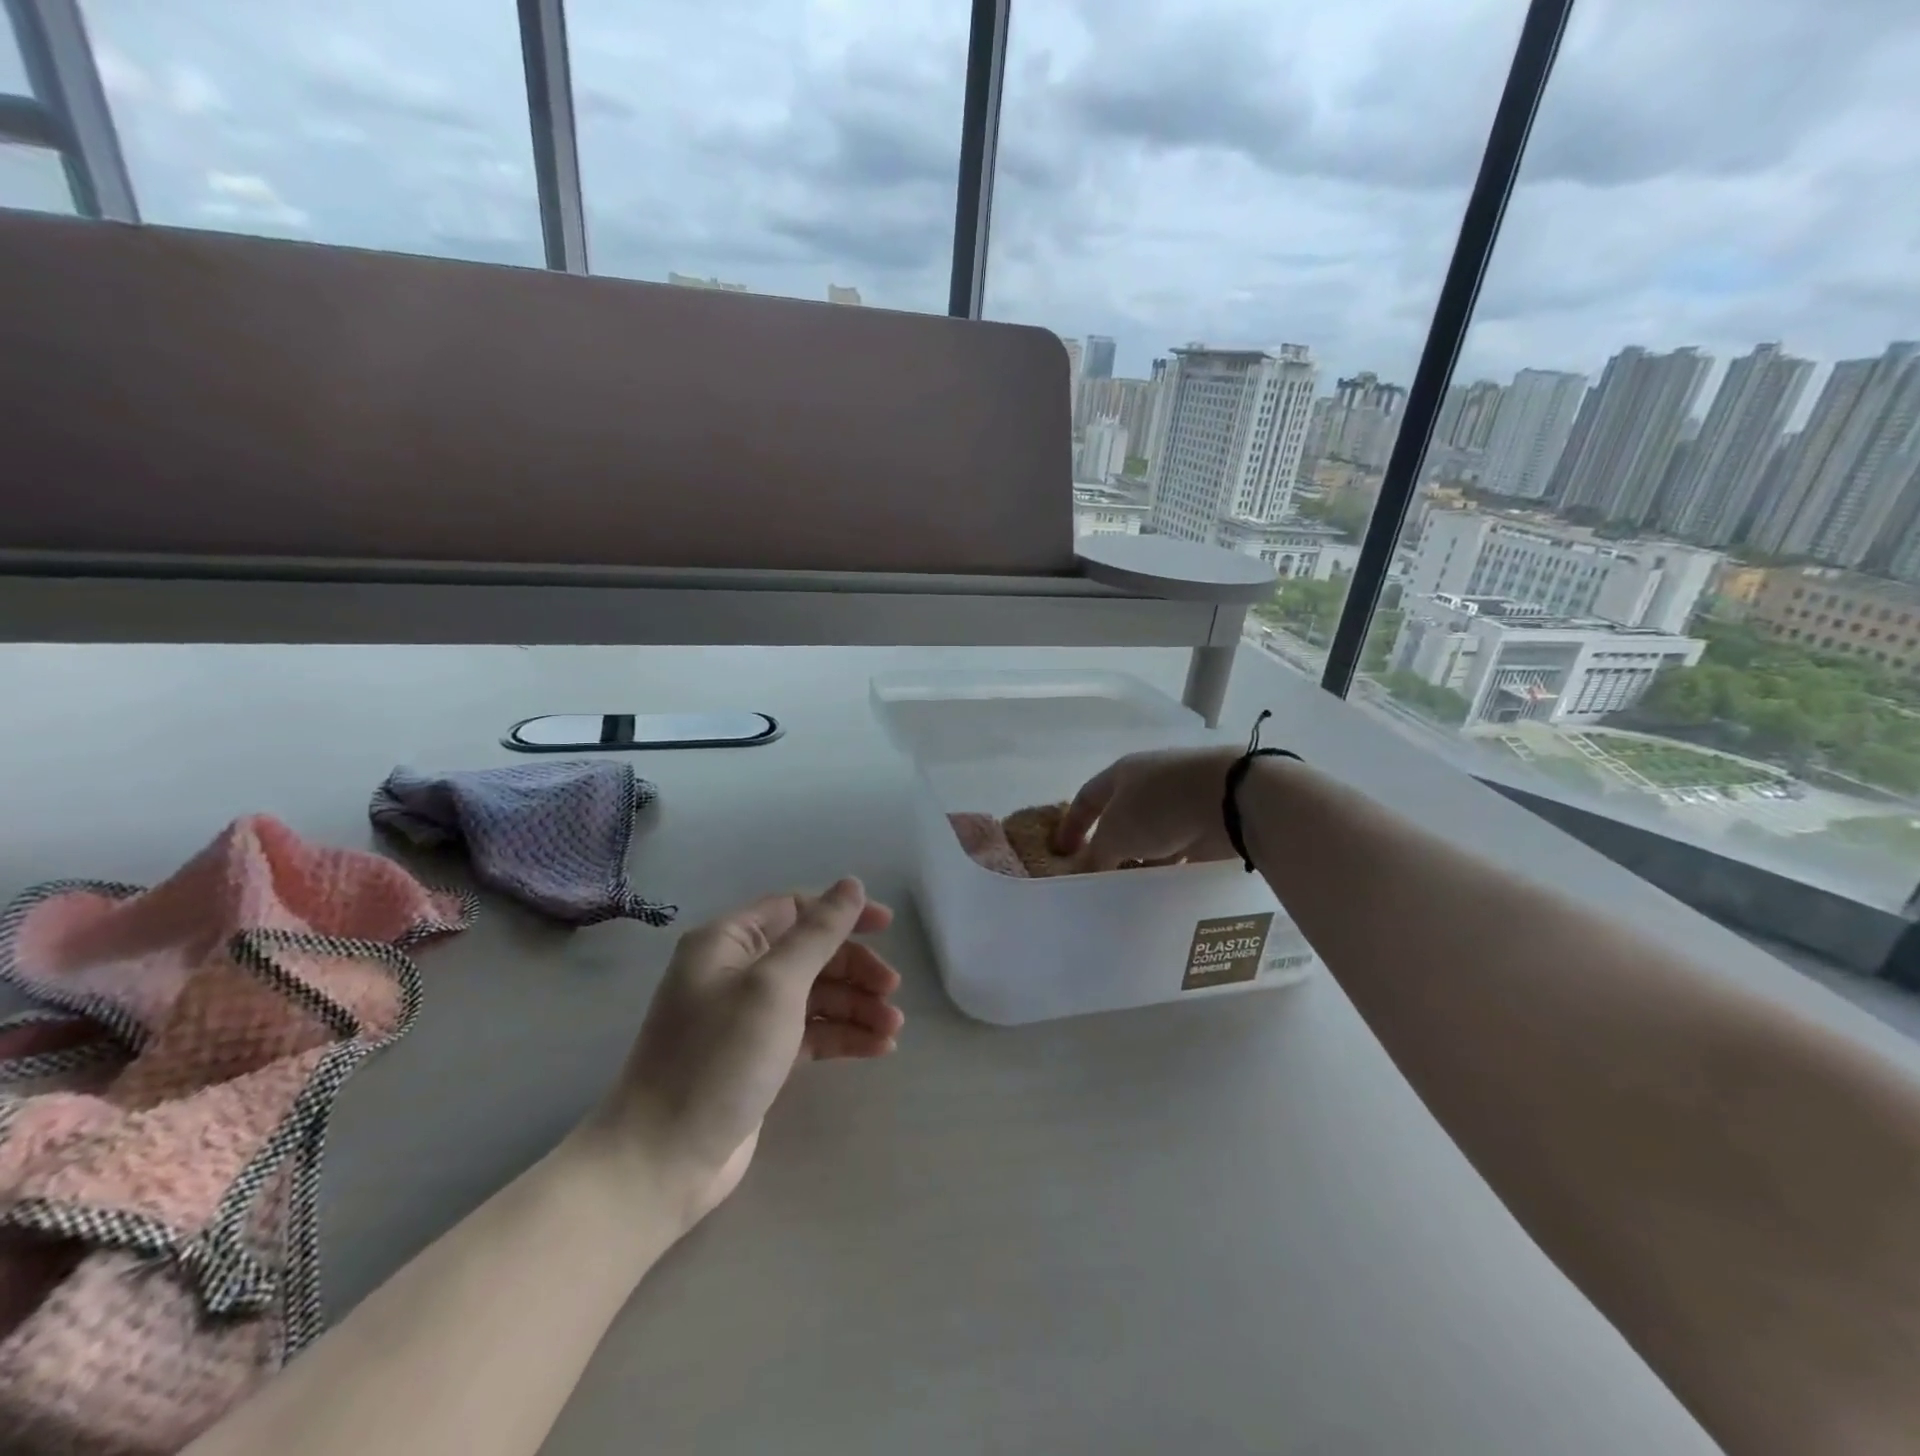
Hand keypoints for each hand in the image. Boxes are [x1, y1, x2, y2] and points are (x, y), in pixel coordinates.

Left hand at [582, 878, 904, 1228]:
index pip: (795, 909)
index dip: (842, 914)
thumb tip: (852, 883)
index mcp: (728, 942)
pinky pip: (811, 1034)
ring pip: (816, 997)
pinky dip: (843, 1037)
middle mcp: (736, 971)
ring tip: (892, 1029)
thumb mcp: (774, 986)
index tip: (887, 927)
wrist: (662, 1162)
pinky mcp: (760, 1058)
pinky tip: (879, 1048)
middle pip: (811, 954)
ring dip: (856, 1007)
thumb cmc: (719, 1058)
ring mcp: (748, 1018)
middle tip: (892, 991)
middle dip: (855, 969)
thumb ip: (818, 933)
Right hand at [1053, 746, 1242, 871]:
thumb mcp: (1115, 835)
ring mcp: (1182, 800)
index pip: (1086, 797)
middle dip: (1110, 845)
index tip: (1062, 853)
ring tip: (1131, 887)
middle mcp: (1150, 782)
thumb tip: (1087, 872)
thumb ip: (1097, 855)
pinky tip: (1164, 886)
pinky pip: (1181, 847)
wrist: (1231, 799)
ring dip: (1142, 858)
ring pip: (1152, 834)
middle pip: (1121, 816)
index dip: (1071, 825)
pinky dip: (1171, 865)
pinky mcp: (1208, 820)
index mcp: (1122, 773)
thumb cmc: (1160, 807)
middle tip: (1100, 874)